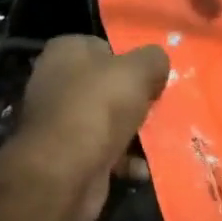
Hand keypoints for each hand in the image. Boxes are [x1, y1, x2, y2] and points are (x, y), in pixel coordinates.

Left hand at [10, 35, 169, 220]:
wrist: (64, 171)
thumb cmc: (98, 108)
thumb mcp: (136, 71)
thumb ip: (153, 60)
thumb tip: (158, 63)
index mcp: (66, 52)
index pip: (106, 48)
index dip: (133, 62)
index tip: (155, 79)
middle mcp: (57, 83)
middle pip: (110, 87)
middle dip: (138, 101)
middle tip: (163, 109)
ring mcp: (61, 121)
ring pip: (110, 122)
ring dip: (136, 133)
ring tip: (163, 140)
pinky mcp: (68, 155)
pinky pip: (105, 152)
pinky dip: (125, 160)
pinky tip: (143, 168)